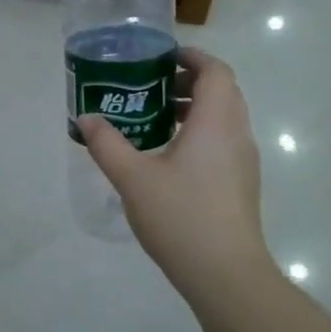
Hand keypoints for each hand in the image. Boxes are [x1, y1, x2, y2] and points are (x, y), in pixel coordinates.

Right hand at [79, 48, 268, 293]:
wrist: (226, 274)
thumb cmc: (181, 216)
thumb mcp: (133, 178)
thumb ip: (107, 144)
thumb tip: (86, 118)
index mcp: (216, 121)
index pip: (215, 70)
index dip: (191, 57)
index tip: (160, 59)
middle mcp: (237, 134)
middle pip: (222, 91)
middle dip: (188, 81)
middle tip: (150, 87)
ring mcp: (244, 161)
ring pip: (224, 118)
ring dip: (194, 109)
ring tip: (154, 120)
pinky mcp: (242, 183)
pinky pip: (224, 141)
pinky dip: (201, 133)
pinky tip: (169, 158)